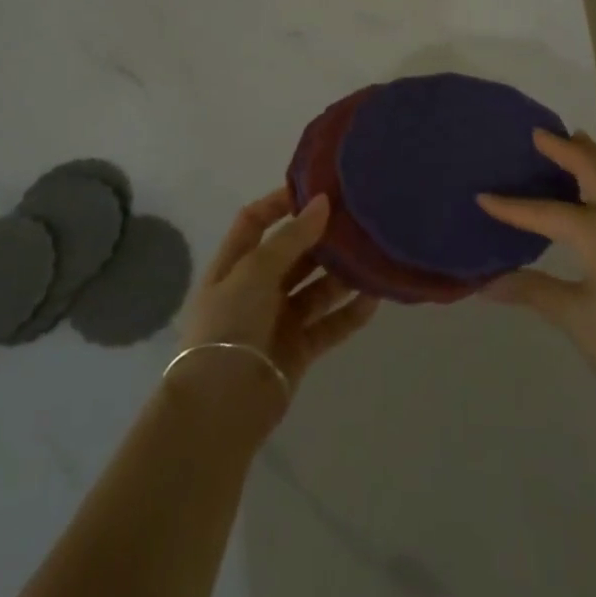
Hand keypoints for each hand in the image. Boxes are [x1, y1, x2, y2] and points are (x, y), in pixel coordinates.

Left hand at [176, 189, 377, 411]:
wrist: (221, 407)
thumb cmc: (229, 325)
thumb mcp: (254, 271)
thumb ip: (291, 238)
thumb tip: (322, 202)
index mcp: (234, 265)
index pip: (255, 221)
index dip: (280, 203)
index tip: (316, 189)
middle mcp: (255, 288)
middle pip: (291, 253)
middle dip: (320, 238)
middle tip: (356, 220)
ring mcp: (277, 320)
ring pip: (315, 288)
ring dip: (340, 274)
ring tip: (371, 256)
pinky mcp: (298, 350)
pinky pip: (329, 325)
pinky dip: (350, 313)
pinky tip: (374, 298)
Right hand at [477, 131, 595, 437]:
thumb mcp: (572, 316)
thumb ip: (531, 289)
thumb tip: (485, 284)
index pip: (545, 212)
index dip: (512, 207)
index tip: (483, 196)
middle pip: (594, 168)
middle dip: (566, 148)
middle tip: (539, 133)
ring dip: (593, 156)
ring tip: (572, 140)